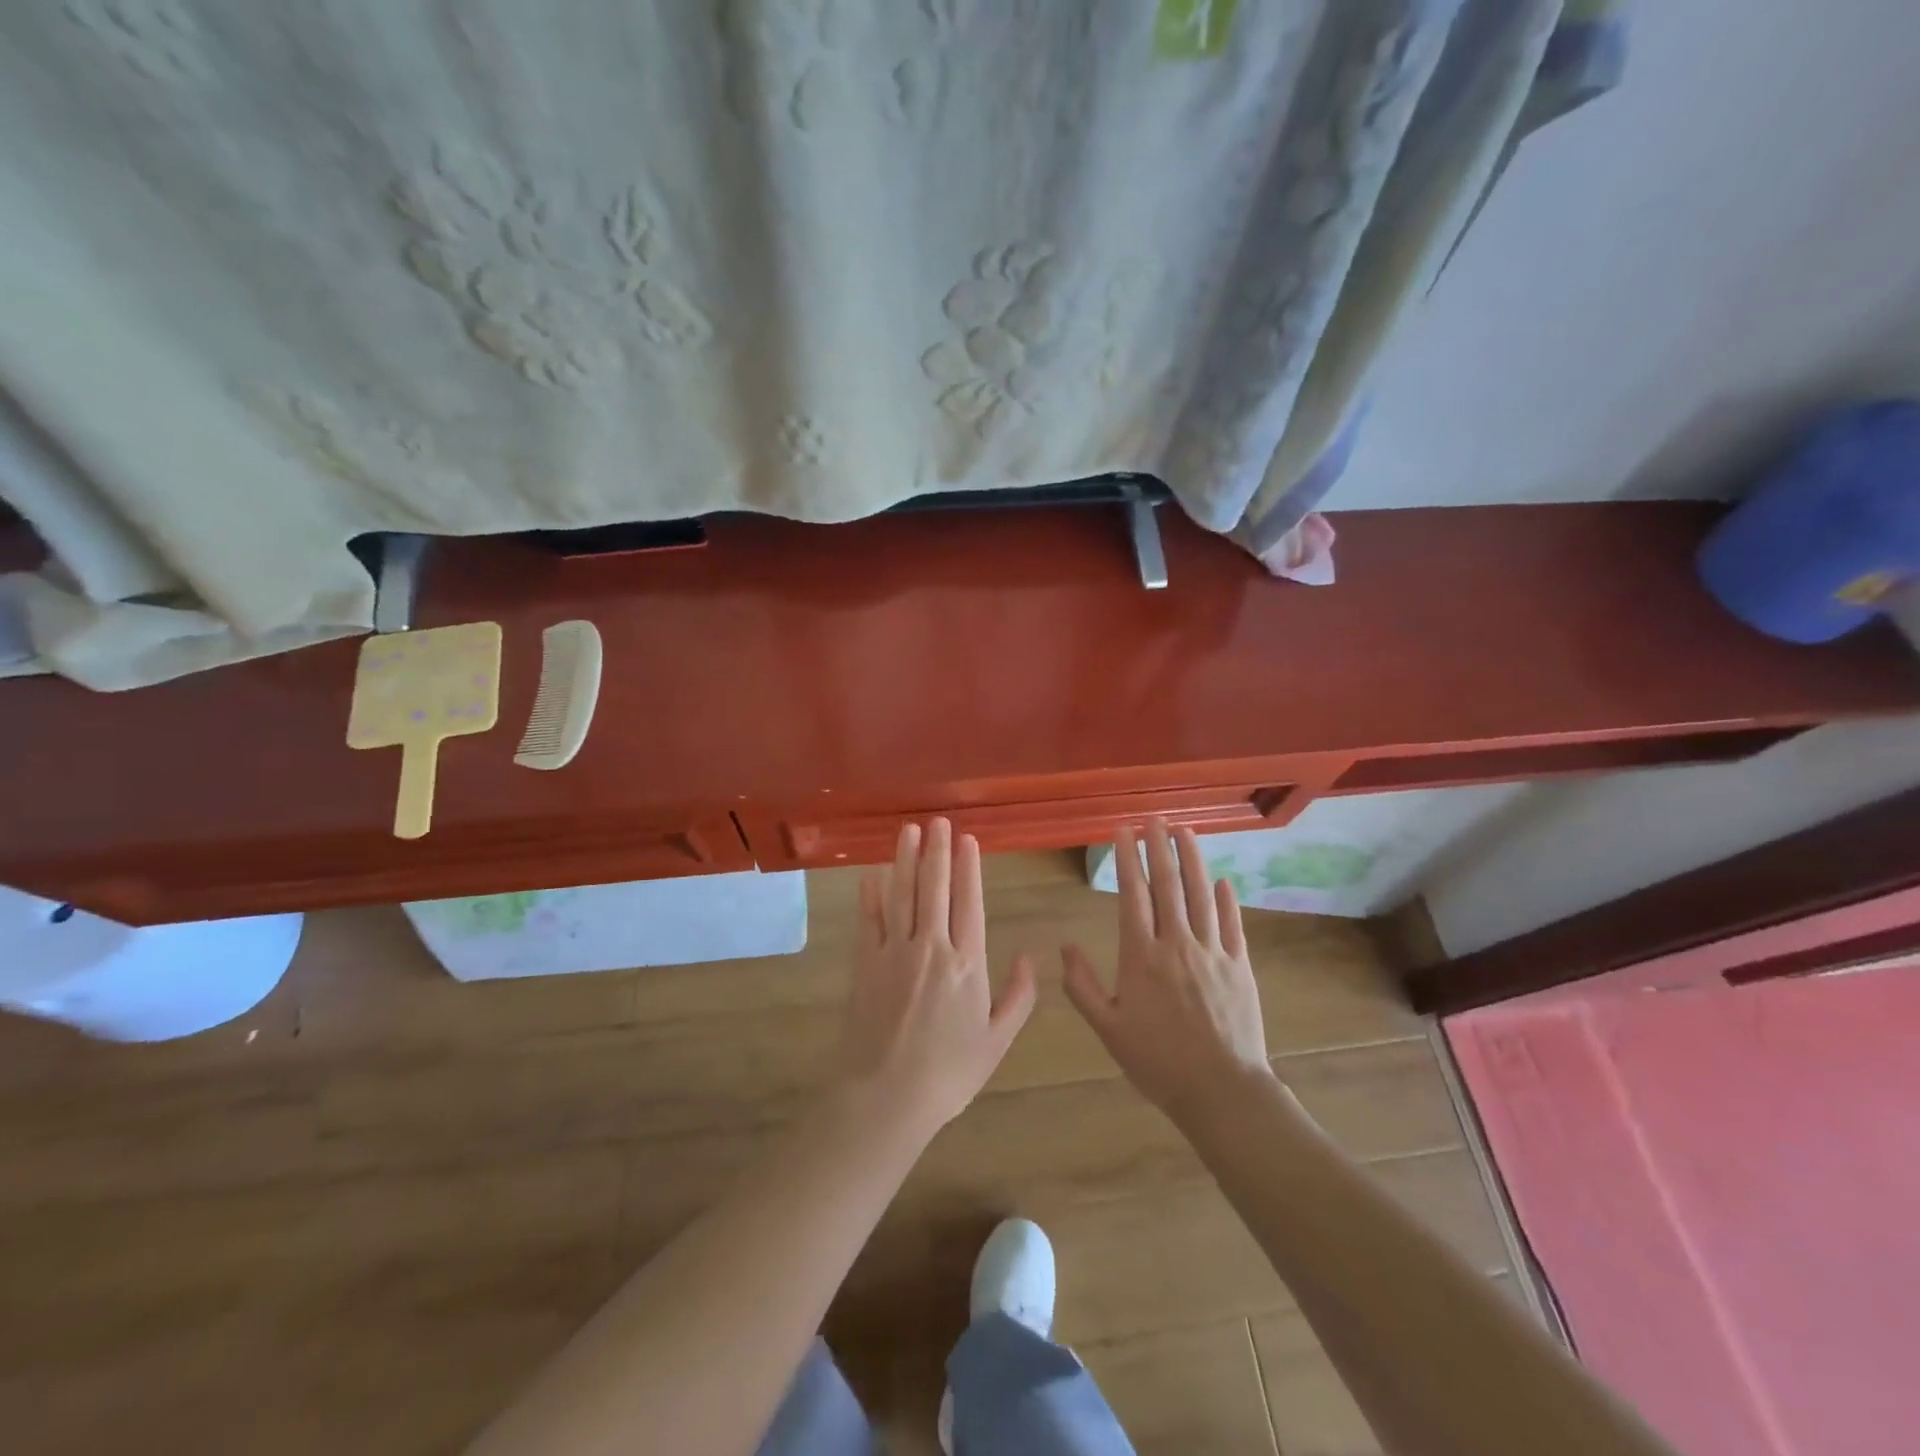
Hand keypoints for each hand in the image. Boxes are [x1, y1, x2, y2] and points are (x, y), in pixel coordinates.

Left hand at [836, 819, 1036, 1139]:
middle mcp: (931, 947)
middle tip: (938, 821)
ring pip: (902, 894)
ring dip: (906, 859)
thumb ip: (1018, 997)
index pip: (970, 902)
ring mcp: (894, 952)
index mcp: (967, 964)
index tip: (967, 840)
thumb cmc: (949, 1072)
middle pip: (934, 888)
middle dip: (938, 851)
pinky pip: (869, 921)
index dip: (969, 868)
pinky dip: (870, 895)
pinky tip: (872, 873)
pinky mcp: (865, 964)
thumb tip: (1030, 957)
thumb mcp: (997, 1041)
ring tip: (910, 830)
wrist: (887, 1097)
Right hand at [1063, 821, 1273, 1119]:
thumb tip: (1065, 946)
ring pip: (1202, 895)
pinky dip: (1228, 899)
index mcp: (1141, 956)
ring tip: (1186, 832)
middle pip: (1168, 885)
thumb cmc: (1157, 1061)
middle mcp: (1177, 943)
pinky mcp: (1240, 966)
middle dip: (1159, 848)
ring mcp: (1213, 952)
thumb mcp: (1107, 1028)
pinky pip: (1233, 924)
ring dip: (1193, 860)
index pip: (1132, 895)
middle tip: (1154, 819)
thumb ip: (1082, 985)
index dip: (1126, 859)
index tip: (1122, 831)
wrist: (1220, 1090)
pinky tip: (1223, 880)